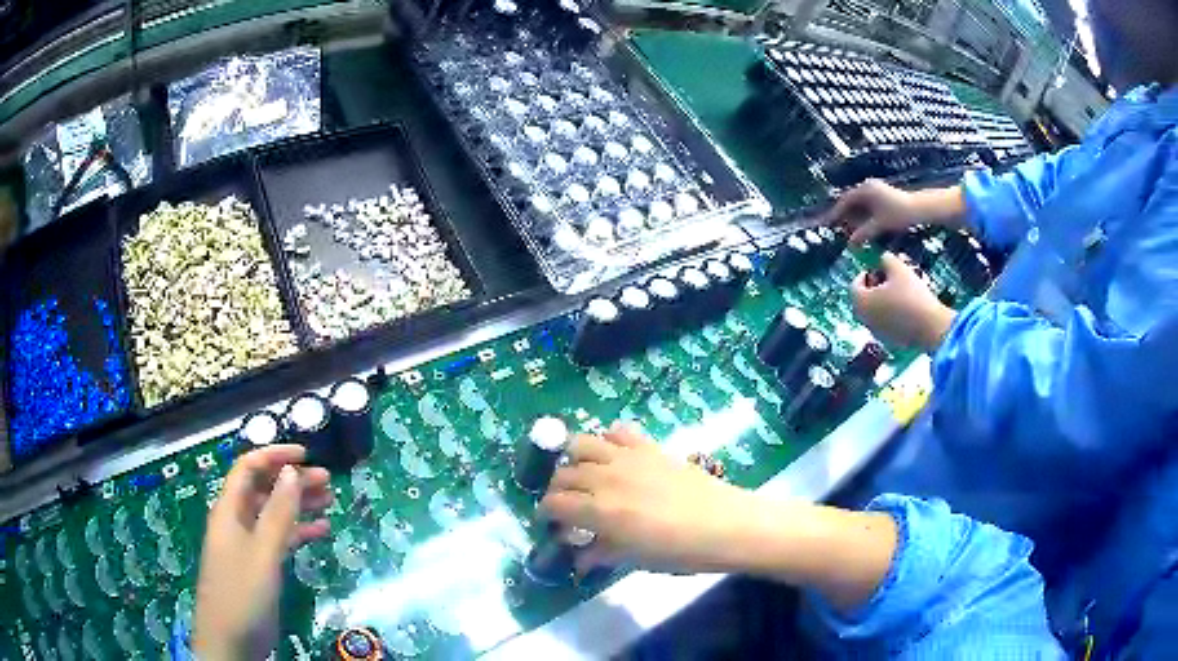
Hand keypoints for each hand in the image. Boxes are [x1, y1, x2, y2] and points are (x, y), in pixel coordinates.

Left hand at [193, 445, 332, 660]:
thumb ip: (277, 513)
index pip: (248, 468)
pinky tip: (322, 530)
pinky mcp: (259, 565)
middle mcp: (237, 521)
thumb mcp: (262, 553)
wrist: (231, 639)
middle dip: (292, 480)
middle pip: (264, 489)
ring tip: (330, 500)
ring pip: (274, 514)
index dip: (274, 456)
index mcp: (229, 510)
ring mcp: (248, 544)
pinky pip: (280, 539)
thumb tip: (291, 472)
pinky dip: (299, 532)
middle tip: (327, 479)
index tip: (306, 455)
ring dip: (299, 504)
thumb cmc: (242, 592)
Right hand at [540, 424, 758, 573]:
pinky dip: (608, 440)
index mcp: (599, 510)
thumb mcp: (635, 559)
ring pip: (581, 444)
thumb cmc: (680, 551)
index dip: (547, 513)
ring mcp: (627, 457)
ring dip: (574, 459)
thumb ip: (601, 553)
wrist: (725, 524)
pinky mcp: (649, 446)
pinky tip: (614, 456)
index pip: (554, 504)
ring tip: (582, 475)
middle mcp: (605, 477)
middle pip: (563, 474)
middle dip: (557, 490)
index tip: (551, 522)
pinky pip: (617, 431)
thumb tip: (577, 557)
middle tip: (566, 504)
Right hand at [826, 180, 965, 245]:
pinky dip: (863, 217)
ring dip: (854, 218)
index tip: (827, 224)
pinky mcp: (882, 196)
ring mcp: (875, 191)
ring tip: (851, 232)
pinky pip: (866, 206)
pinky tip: (863, 228)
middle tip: (838, 230)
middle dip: (844, 217)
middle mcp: (868, 187)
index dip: (835, 213)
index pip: (844, 202)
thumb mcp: (879, 225)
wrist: (919, 208)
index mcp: (864, 190)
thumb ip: (863, 234)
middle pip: (850, 202)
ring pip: (859, 205)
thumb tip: (850, 244)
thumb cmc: (899, 214)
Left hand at [852, 252, 955, 350]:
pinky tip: (907, 307)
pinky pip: (886, 323)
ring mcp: (876, 333)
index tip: (877, 269)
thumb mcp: (898, 268)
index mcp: (861, 302)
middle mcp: (864, 320)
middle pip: (864, 299)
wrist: (931, 327)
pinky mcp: (890, 341)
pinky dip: (891, 314)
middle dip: (875, 287)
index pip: (854, 285)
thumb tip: (882, 258)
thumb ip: (885, 259)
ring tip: (900, 291)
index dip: (865, 274)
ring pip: (875, 312)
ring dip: (883, 300)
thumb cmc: (912, 296)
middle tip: (888, 279)